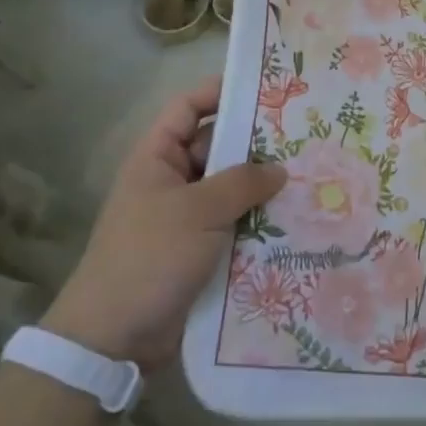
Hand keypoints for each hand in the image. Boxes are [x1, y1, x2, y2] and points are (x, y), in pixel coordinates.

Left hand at [43, 76, 285, 368]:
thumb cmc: (149, 257)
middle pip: (217, 148)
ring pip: (230, 190)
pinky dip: (259, 221)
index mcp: (157, 158)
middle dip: (256, 143)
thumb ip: (241, 183)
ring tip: (311, 175)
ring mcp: (186, 218)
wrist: (114, 337)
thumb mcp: (197, 211)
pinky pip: (234, 224)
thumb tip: (278, 169)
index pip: (188, 108)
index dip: (220, 92)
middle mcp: (171, 181)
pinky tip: (296, 219)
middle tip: (304, 136)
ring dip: (262, 187)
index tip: (264, 88)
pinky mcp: (200, 251)